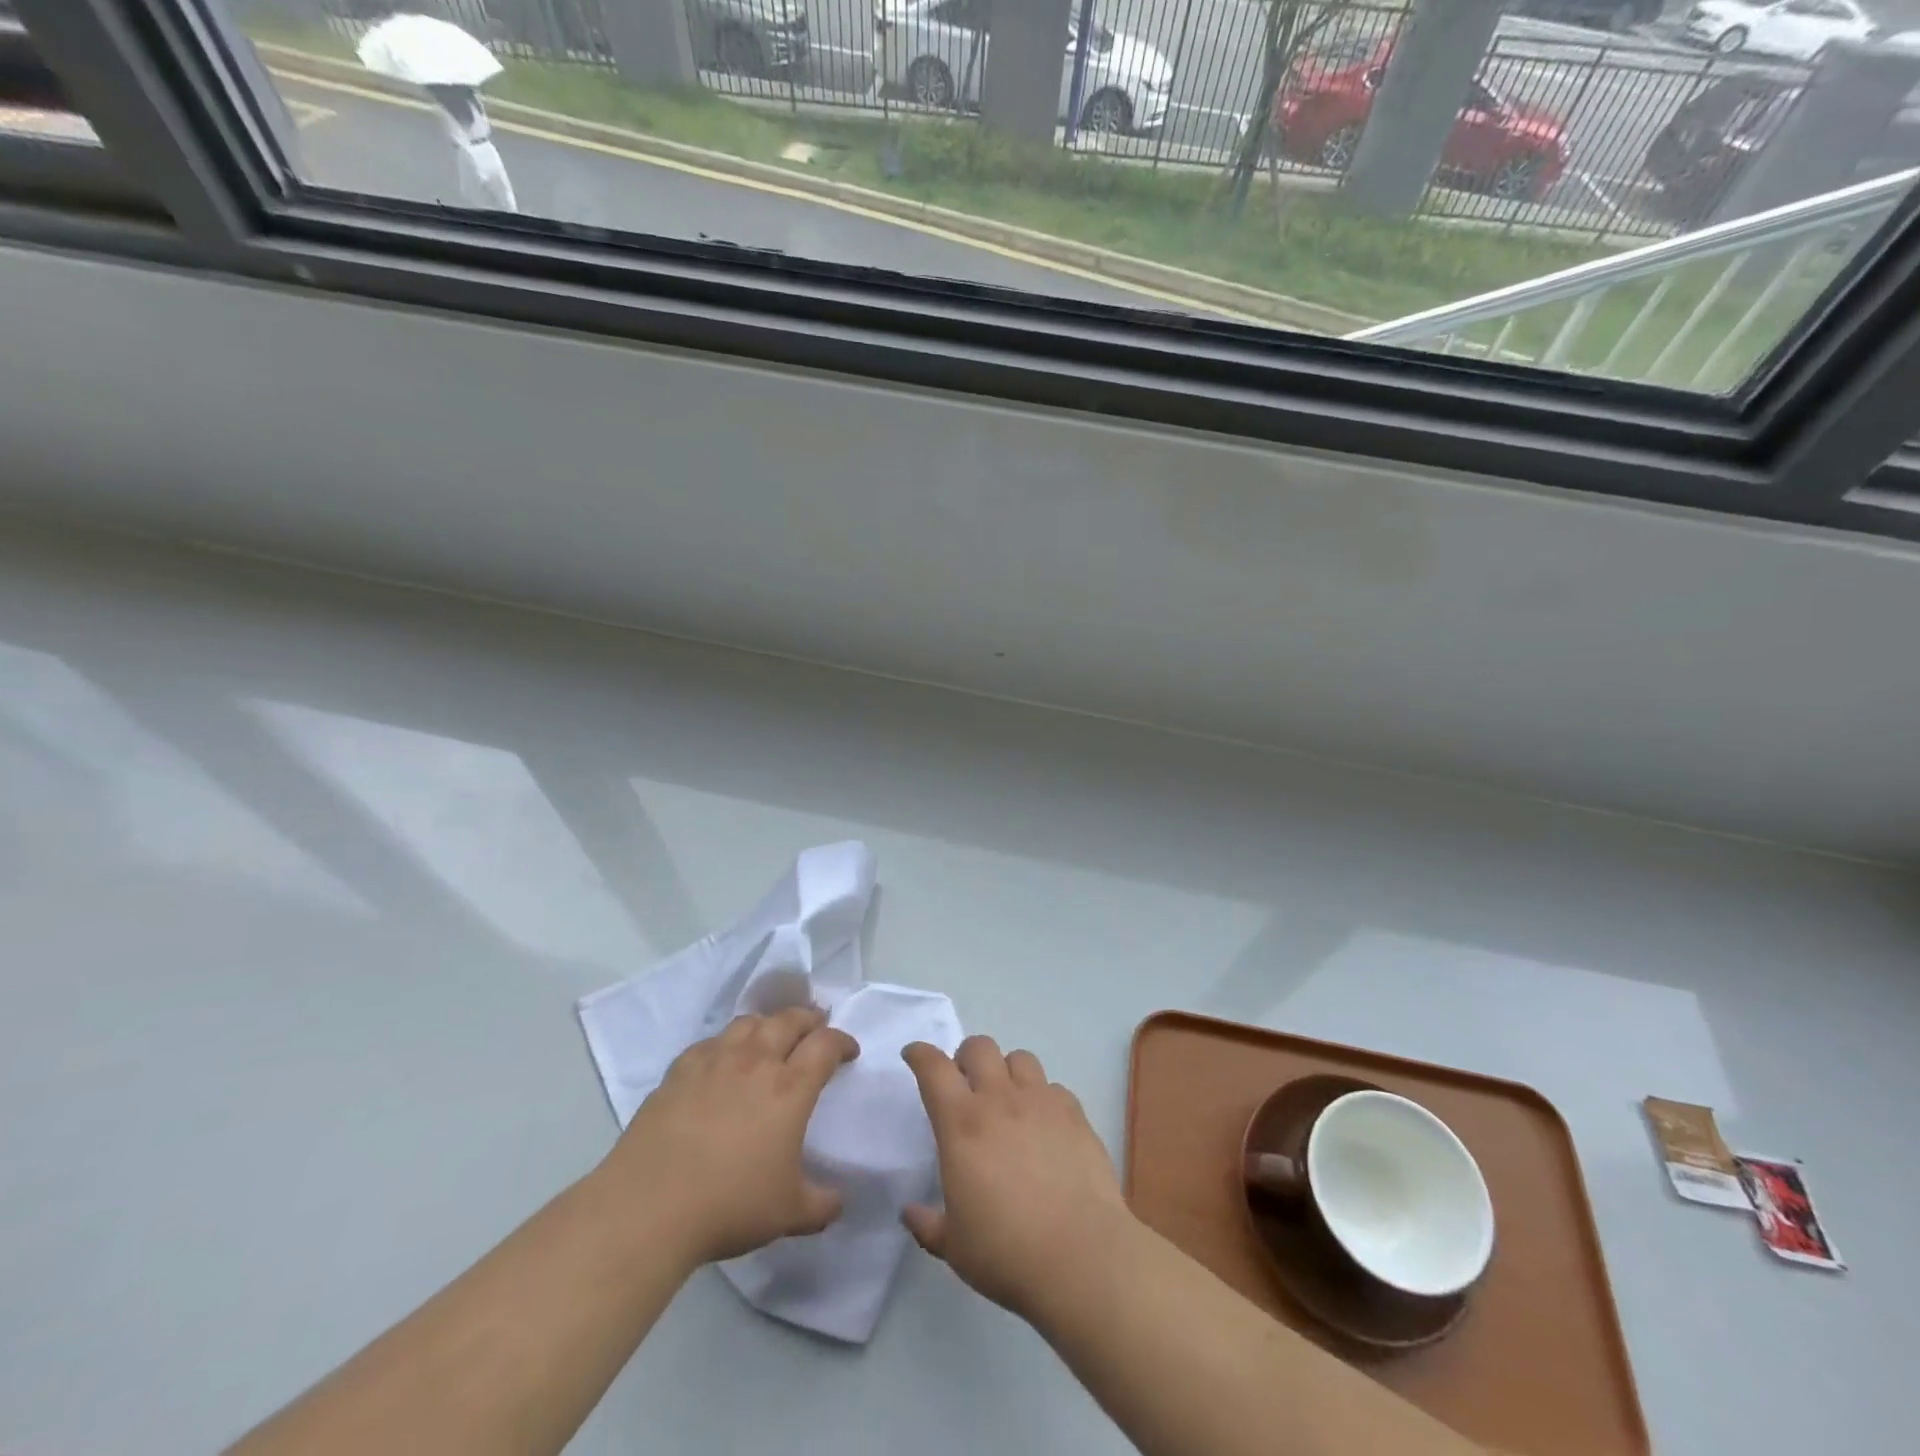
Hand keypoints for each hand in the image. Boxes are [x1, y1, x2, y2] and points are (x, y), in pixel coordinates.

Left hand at [602, 1007, 858, 1266]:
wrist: (649, 1206)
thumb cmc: (729, 1205)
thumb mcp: (788, 1213)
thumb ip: (821, 1204)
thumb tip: (839, 1202)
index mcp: (790, 1088)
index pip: (825, 1045)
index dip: (842, 1042)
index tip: (849, 1051)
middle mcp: (756, 1061)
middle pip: (789, 1019)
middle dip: (809, 1019)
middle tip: (816, 1028)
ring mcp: (715, 1061)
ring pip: (748, 1022)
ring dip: (768, 1024)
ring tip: (771, 1036)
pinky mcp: (679, 1070)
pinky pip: (710, 1042)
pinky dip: (726, 1043)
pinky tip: (722, 1060)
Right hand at [901, 1036, 1133, 1321]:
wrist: (1081, 1256)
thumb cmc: (1007, 1252)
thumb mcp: (954, 1247)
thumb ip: (928, 1224)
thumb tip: (909, 1212)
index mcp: (962, 1124)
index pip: (934, 1069)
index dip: (920, 1054)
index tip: (914, 1054)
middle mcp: (999, 1100)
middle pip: (979, 1047)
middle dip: (966, 1057)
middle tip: (965, 1084)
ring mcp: (1041, 1102)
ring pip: (1019, 1058)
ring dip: (1006, 1071)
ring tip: (1007, 1100)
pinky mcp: (1074, 1113)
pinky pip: (1053, 1087)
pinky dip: (1042, 1098)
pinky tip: (1044, 1126)